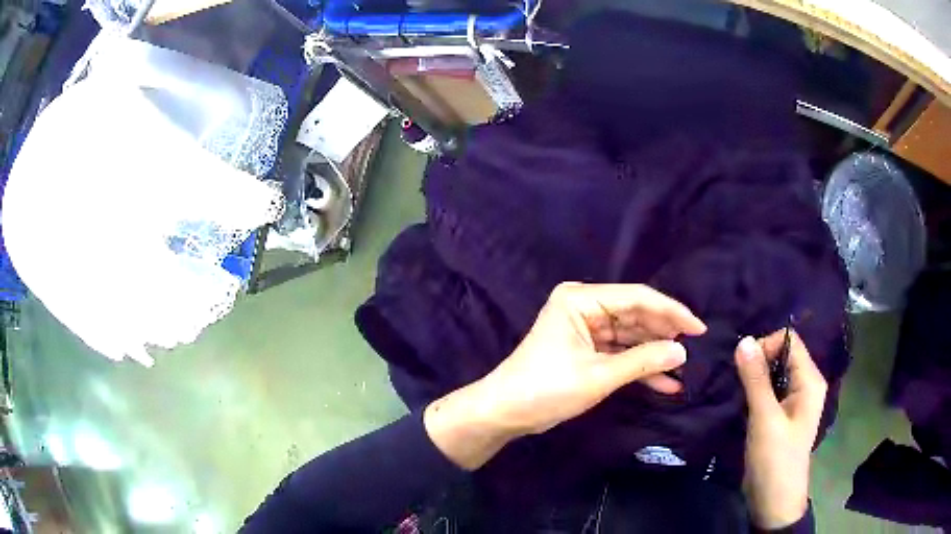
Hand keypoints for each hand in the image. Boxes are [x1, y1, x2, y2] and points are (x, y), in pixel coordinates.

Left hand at [424, 282, 706, 469]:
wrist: (506, 412)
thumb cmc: (546, 388)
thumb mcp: (598, 375)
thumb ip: (642, 361)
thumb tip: (681, 351)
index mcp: (581, 299)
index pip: (637, 298)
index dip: (671, 312)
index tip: (699, 328)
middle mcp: (585, 307)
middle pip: (636, 315)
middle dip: (665, 335)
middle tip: (696, 349)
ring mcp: (587, 329)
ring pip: (631, 337)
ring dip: (655, 354)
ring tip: (684, 369)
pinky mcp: (587, 350)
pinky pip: (620, 353)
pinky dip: (640, 367)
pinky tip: (665, 382)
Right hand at [734, 330, 826, 529]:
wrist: (774, 501)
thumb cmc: (775, 460)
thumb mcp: (765, 419)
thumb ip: (755, 380)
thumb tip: (743, 341)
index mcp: (810, 380)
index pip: (789, 342)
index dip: (766, 347)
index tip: (743, 367)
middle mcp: (805, 384)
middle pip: (782, 355)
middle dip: (758, 362)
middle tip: (736, 380)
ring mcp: (794, 401)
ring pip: (774, 374)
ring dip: (754, 378)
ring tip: (736, 390)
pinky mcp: (782, 415)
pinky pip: (769, 391)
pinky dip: (755, 391)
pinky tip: (741, 401)